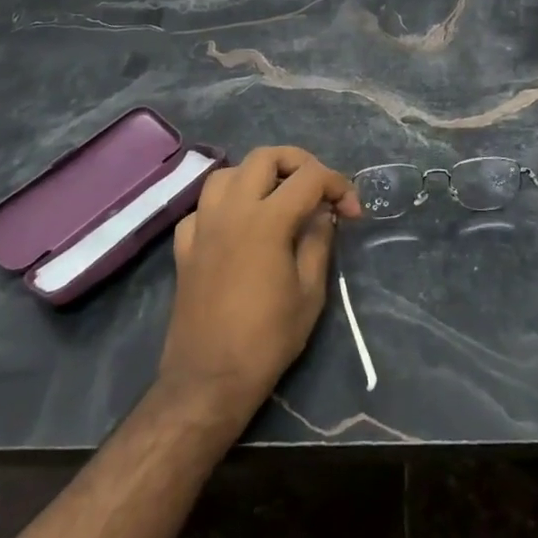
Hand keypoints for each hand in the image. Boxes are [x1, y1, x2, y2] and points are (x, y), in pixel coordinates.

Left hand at [158, 147, 361, 419]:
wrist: (208, 380)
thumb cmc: (267, 339)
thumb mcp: (310, 292)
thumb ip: (319, 242)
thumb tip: (324, 213)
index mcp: (267, 220)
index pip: (310, 177)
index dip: (339, 185)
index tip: (353, 213)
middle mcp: (231, 210)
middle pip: (265, 157)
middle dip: (298, 163)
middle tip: (317, 189)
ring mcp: (203, 226)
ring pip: (227, 173)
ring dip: (256, 176)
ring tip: (277, 198)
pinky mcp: (184, 247)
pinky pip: (203, 207)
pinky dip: (224, 205)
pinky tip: (238, 226)